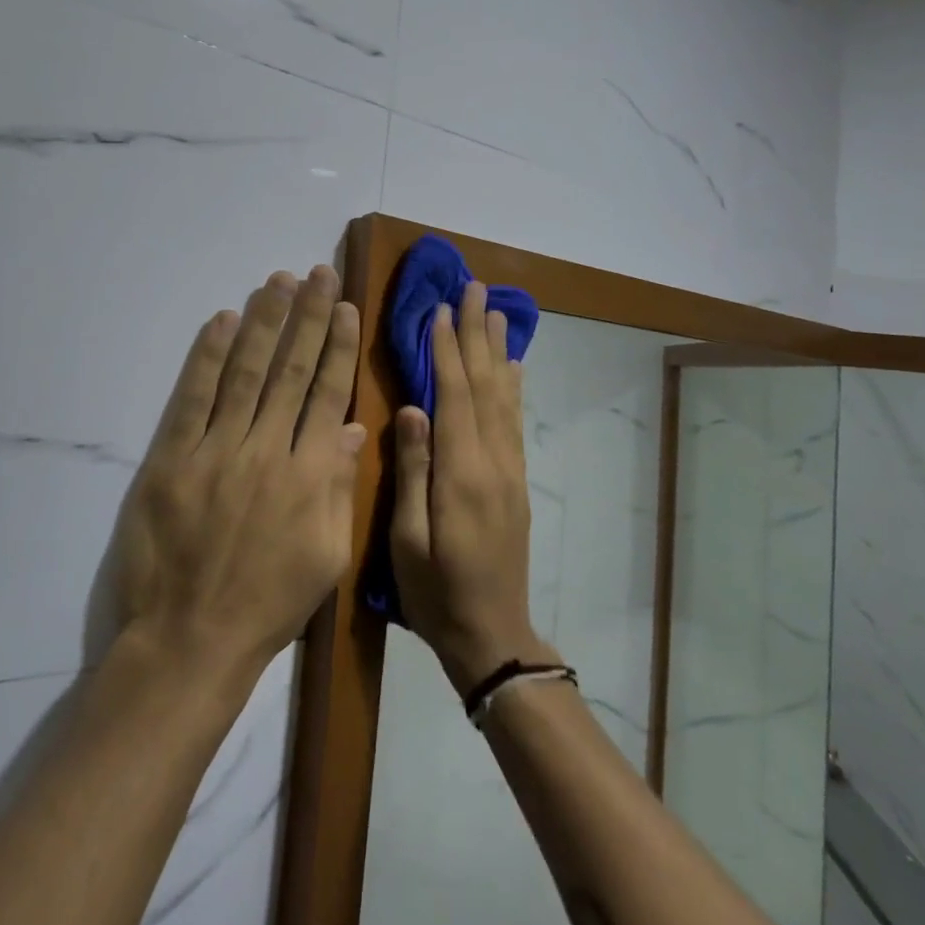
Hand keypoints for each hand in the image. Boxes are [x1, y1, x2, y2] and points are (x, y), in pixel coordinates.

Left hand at [110, 266, 366, 680]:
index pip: (327, 393)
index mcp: (310, 475)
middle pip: (290, 370)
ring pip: (245, 372)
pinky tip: (221, 321)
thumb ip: (339, 488)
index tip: (344, 306)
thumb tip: (351, 428)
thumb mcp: (326, 556)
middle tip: (316, 272)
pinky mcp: (172, 459)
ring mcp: (216, 451)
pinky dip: (207, 357)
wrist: (191, 639)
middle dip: (306, 316)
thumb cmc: (268, 604)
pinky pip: (193, 398)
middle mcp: (267, 450)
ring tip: (276, 281)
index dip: (336, 346)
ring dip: (262, 322)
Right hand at [390, 280, 555, 693]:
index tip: (441, 309)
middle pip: (485, 385)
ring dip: (498, 351)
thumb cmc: (435, 593)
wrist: (492, 635)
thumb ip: (414, 470)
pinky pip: (515, 422)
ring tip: (497, 311)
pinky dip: (513, 386)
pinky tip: (511, 368)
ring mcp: (510, 471)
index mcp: (461, 474)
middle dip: (478, 334)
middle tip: (475, 289)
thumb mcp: (408, 540)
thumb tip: (412, 409)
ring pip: (504, 397)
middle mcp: (493, 461)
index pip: (454, 396)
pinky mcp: (516, 482)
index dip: (447, 350)